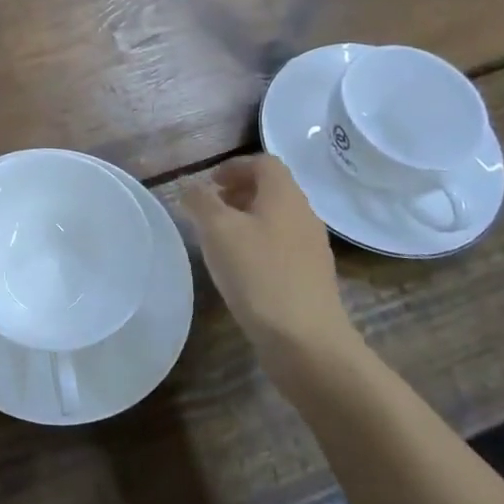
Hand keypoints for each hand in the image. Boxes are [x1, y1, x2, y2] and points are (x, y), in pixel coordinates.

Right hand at [185, 155, 355, 360]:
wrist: (306, 340)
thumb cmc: (258, 274)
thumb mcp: (217, 230)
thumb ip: (200, 201)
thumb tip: (191, 187)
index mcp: (285, 196)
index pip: (264, 162)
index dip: (235, 166)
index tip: (210, 183)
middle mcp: (304, 215)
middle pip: (272, 190)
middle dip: (239, 193)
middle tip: (210, 210)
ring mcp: (312, 249)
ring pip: (277, 220)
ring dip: (248, 220)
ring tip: (220, 241)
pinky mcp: (311, 278)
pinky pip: (282, 247)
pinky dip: (259, 246)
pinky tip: (241, 271)